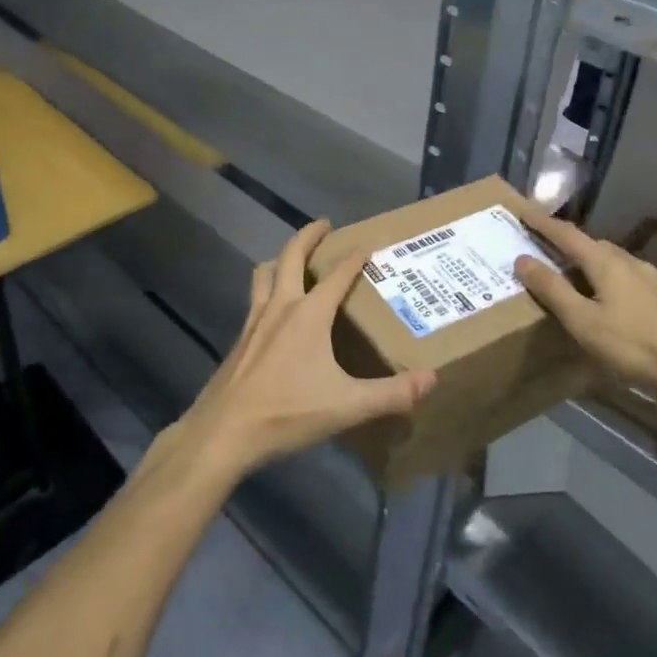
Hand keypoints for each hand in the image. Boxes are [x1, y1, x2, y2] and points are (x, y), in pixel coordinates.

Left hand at [169, 221, 436, 481]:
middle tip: (325, 225)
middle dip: (309, 235)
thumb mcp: (347, 406)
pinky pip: (255, 298)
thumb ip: (391, 394)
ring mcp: (254, 320)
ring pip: (265, 273)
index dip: (354, 257)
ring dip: (281, 258)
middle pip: (291, 256)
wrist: (224, 431)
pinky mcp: (240, 338)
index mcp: (309, 315)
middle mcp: (280, 306)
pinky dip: (268, 287)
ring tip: (294, 258)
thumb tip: (432, 379)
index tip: (367, 243)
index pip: (337, 275)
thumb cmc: (287, 413)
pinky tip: (274, 309)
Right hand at [513, 203, 656, 415]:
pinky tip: (606, 294)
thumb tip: (522, 259)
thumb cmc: (631, 346)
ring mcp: (650, 278)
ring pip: (611, 259)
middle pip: (591, 243)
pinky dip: (606, 275)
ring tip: (571, 269)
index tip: (523, 211)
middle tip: (543, 244)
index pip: (567, 234)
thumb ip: (552, 289)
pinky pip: (625, 275)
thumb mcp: (582, 321)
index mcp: (606, 263)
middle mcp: (629, 262)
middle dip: (565, 240)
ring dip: (587, 258)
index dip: (543, 222)